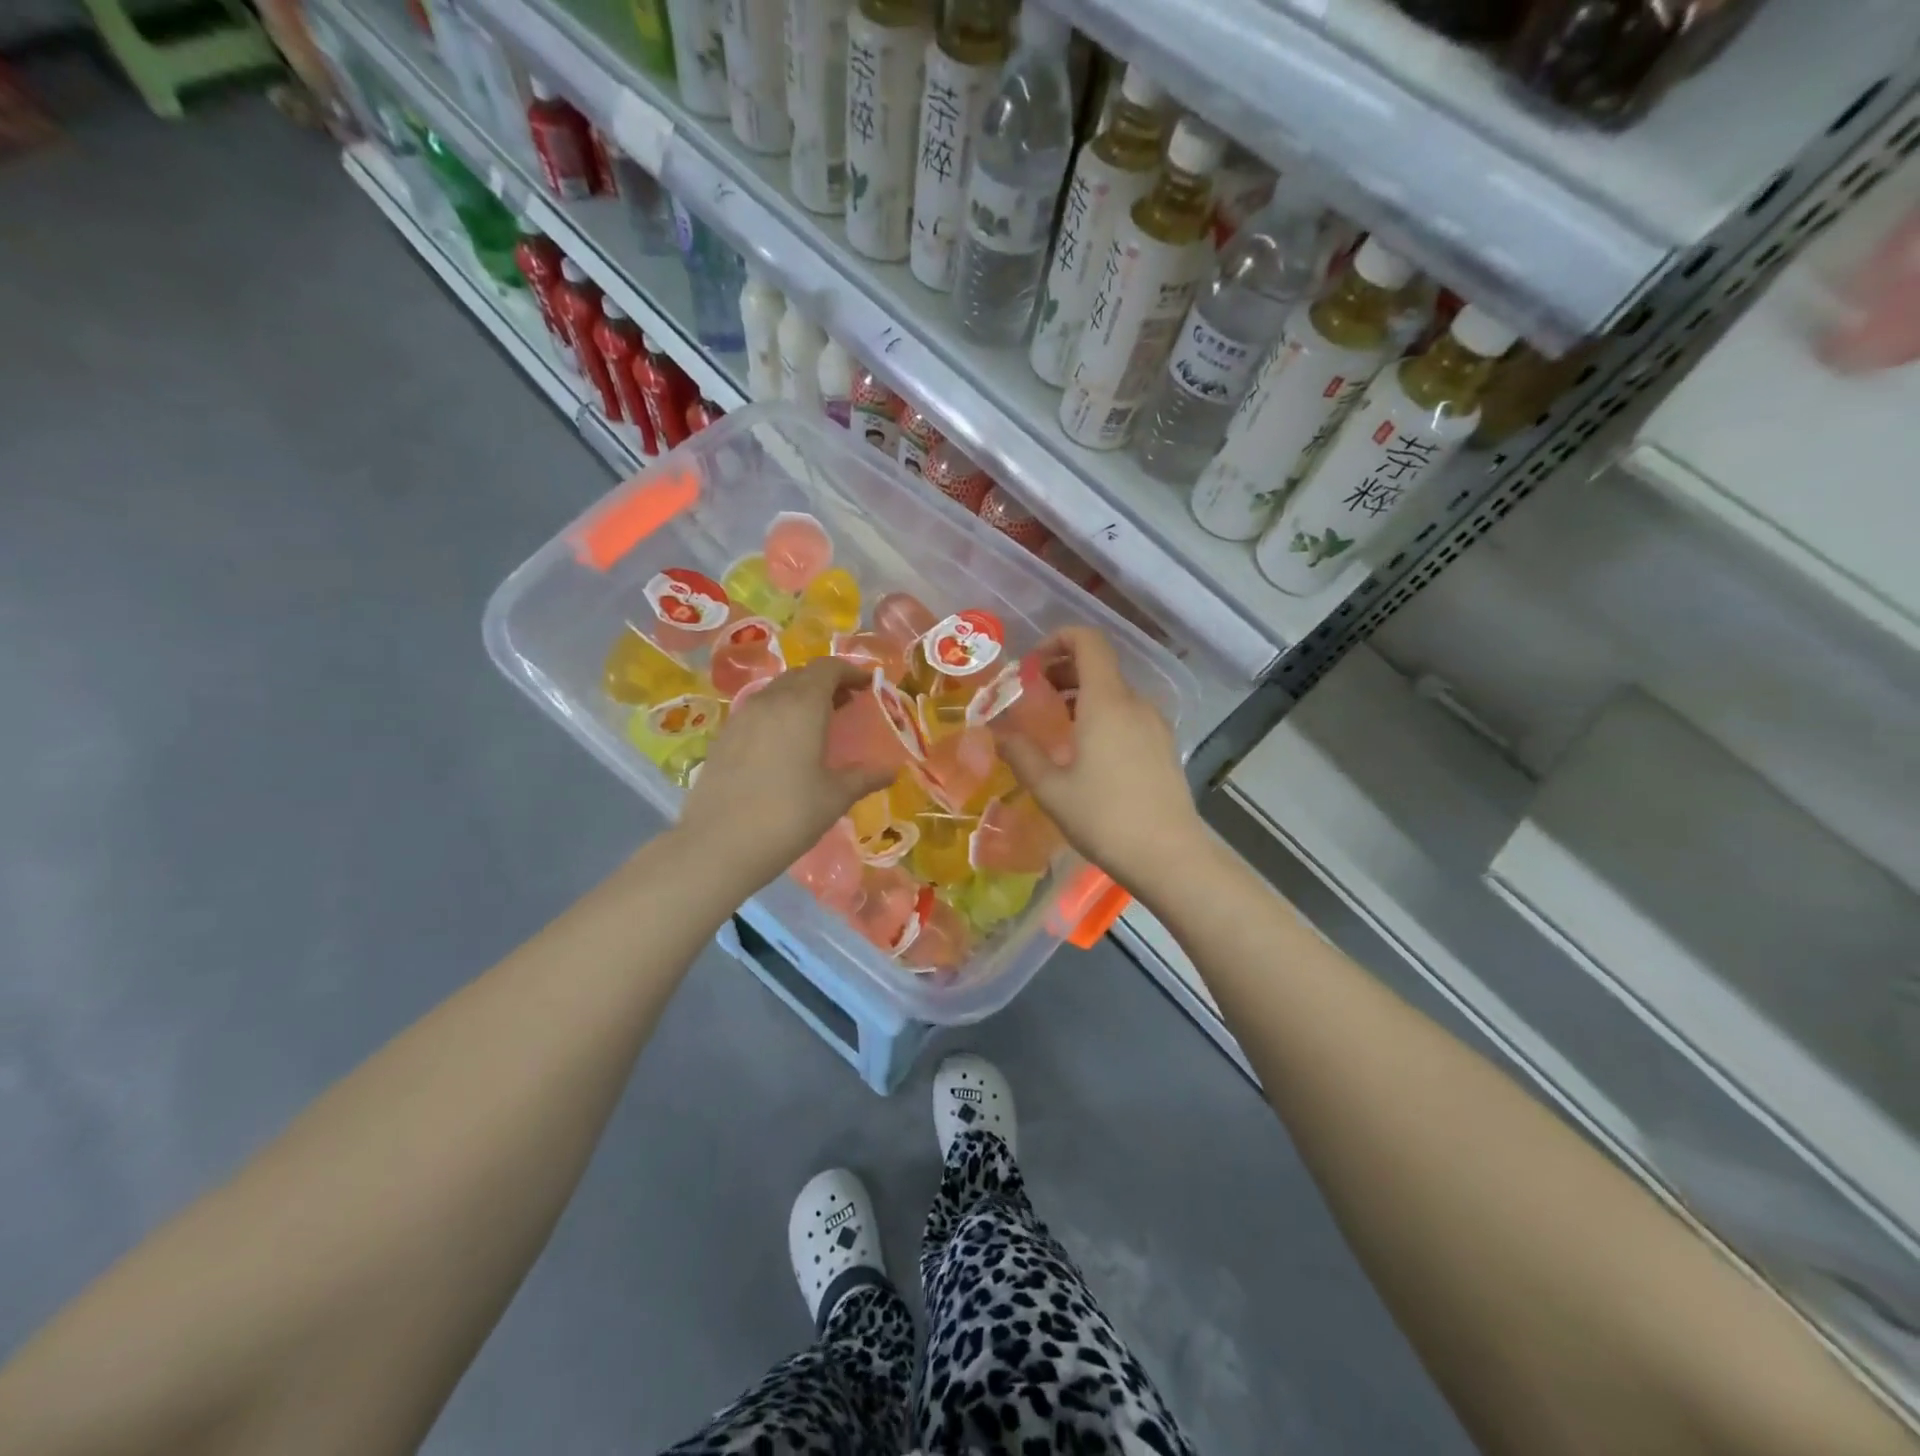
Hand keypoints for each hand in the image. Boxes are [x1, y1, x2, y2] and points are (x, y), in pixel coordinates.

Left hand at [677, 660, 890, 889]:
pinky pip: (757, 711)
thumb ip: (864, 777)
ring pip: (776, 691)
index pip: (828, 668)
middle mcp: (770, 700)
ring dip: (800, 697)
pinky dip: (778, 714)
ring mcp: (741, 717)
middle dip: (827, 682)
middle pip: (801, 675)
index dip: (851, 671)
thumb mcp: (835, 797)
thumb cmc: (788, 815)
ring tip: (818, 723)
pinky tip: (785, 744)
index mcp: (802, 705)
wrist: (718, 845)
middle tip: (847, 703)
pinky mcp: (723, 737)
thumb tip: (891, 770)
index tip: (868, 685)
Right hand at [991, 627, 1204, 892]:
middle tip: (1033, 700)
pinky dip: (1102, 716)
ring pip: (1114, 693)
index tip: (1031, 666)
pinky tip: (1086, 753)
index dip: (1057, 640)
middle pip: (1099, 666)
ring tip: (1055, 729)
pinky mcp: (1164, 746)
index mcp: (1107, 701)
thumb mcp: (1050, 789)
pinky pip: (1128, 715)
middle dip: (1062, 672)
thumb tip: (998, 733)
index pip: (1088, 641)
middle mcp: (1135, 703)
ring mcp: (1155, 724)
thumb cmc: (1104, 818)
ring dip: (1081, 697)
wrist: (1169, 856)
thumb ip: (1021, 754)